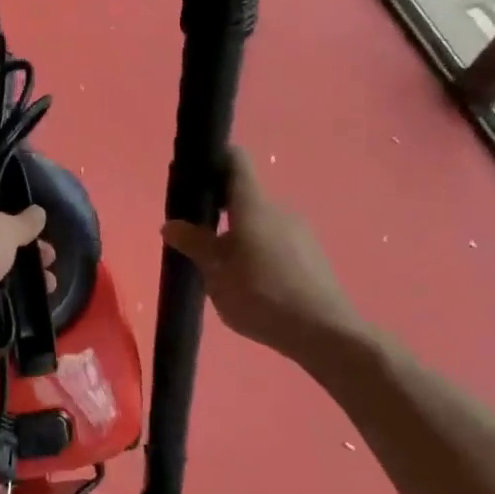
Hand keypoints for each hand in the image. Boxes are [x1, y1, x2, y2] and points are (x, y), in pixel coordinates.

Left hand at [0, 190, 49, 352]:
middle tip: (48, 254)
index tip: (31, 221)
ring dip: (20, 273)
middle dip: (21, 247)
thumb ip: (25, 222)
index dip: (5, 210)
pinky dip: (8, 294)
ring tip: (50, 281)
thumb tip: (39, 213)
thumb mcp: (5, 228)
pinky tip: (35, 298)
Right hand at [162, 147, 364, 361]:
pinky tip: (251, 283)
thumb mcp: (215, 273)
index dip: (214, 160)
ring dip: (239, 235)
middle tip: (196, 236)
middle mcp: (279, 209)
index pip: (236, 161)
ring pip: (260, 222)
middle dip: (219, 210)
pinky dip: (258, 252)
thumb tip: (170, 224)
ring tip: (222, 267)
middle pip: (245, 196)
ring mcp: (300, 232)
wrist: (324, 333)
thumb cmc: (261, 295)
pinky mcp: (311, 255)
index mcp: (254, 205)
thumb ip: (193, 244)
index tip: (194, 175)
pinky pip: (276, 242)